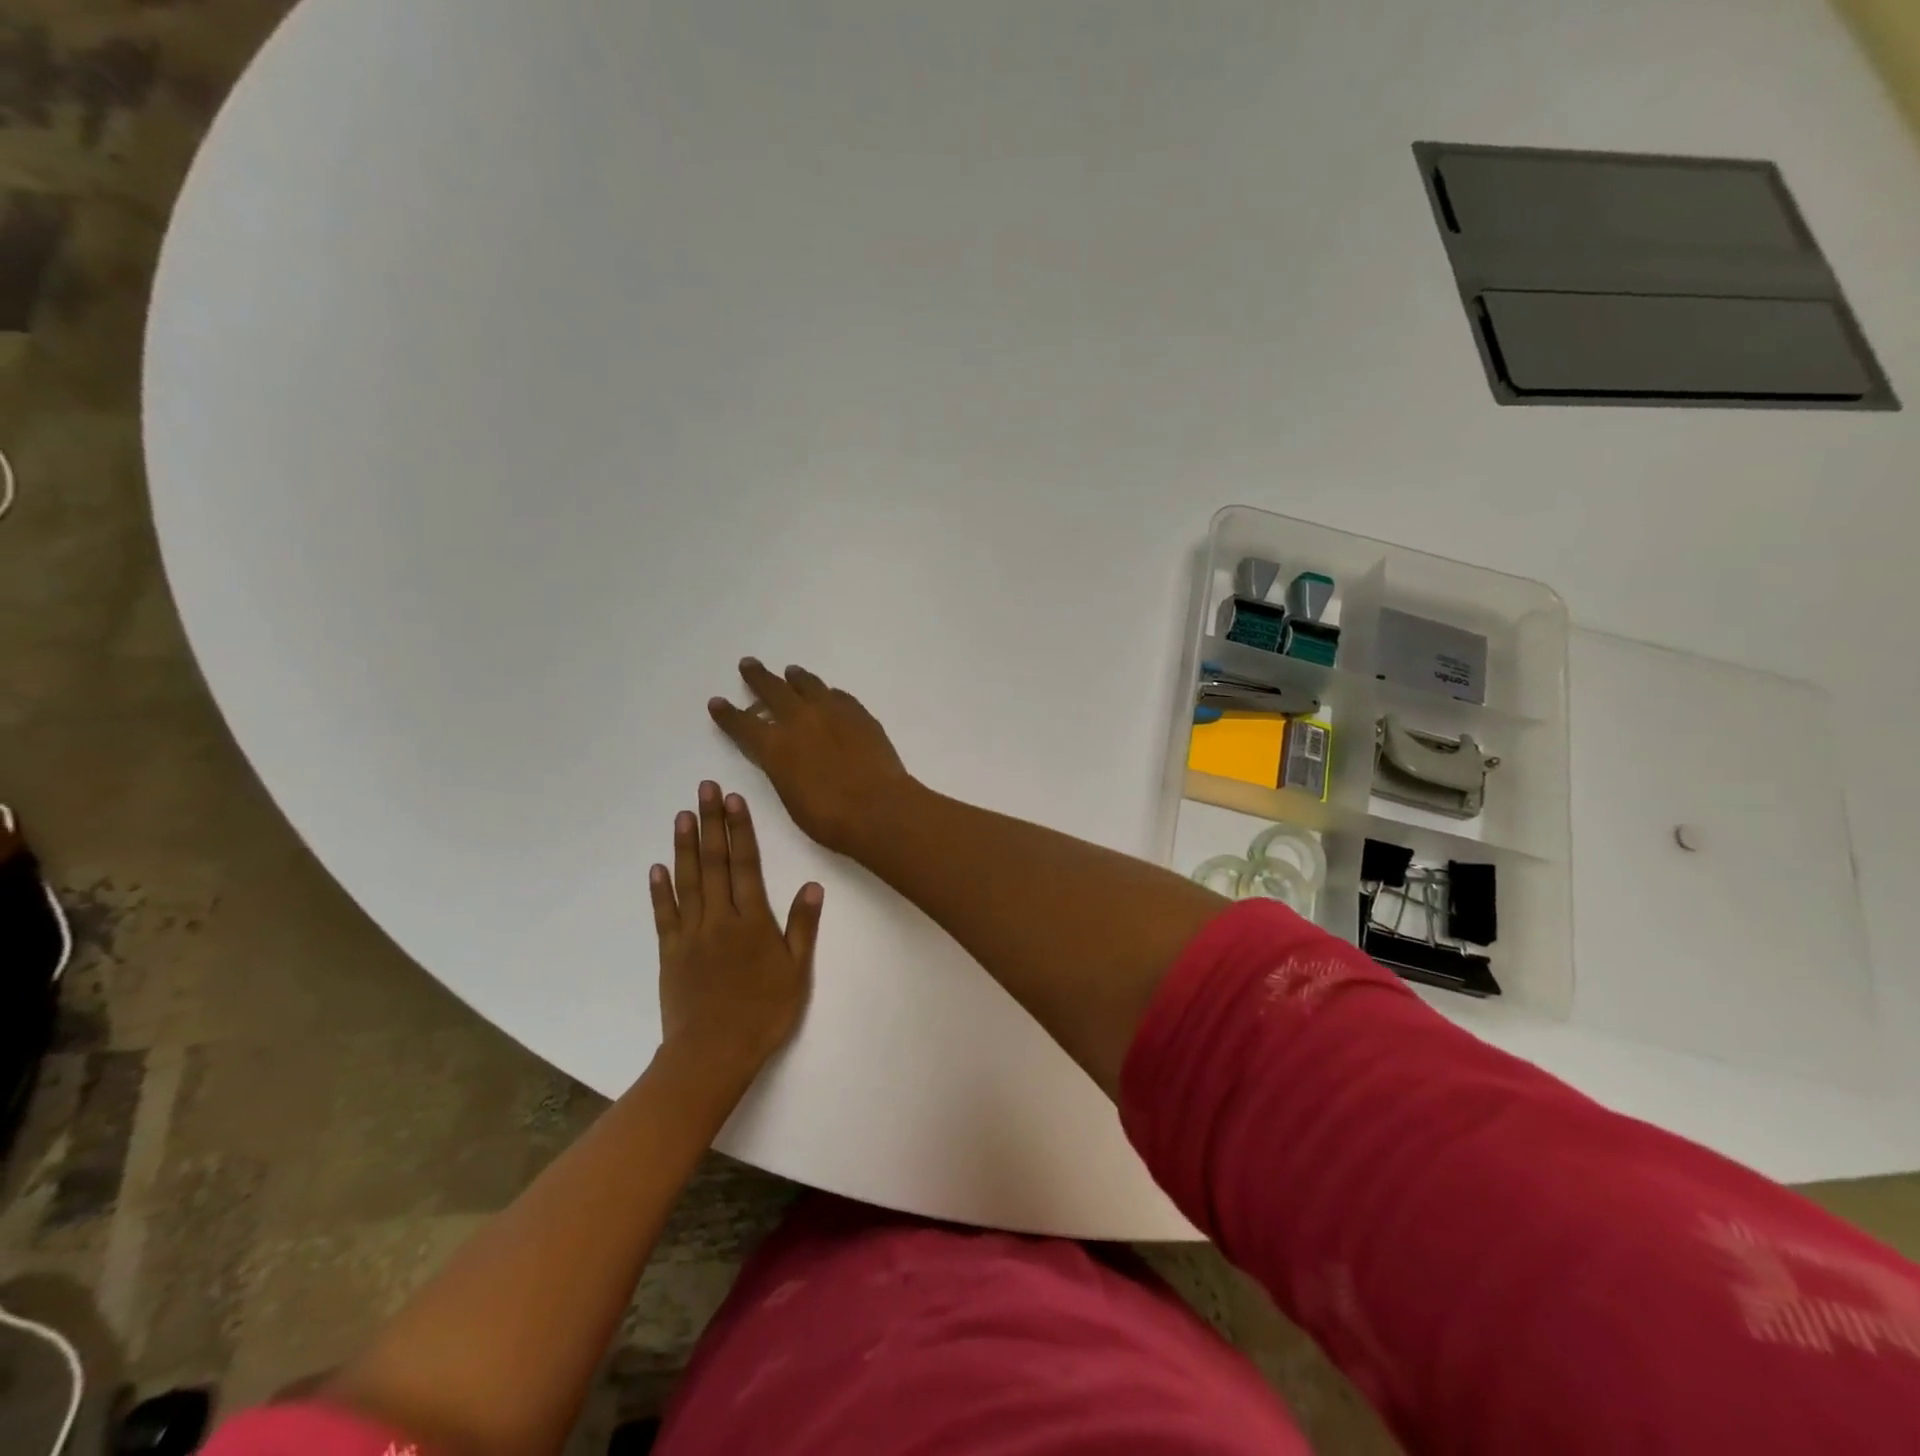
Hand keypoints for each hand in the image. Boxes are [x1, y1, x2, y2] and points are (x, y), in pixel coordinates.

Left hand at [650, 781, 821, 1074]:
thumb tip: (812, 885)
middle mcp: (720, 918)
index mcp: (752, 921)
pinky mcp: (670, 953)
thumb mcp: (797, 972)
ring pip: (688, 881)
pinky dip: (660, 890)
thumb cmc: (764, 1013)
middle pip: (715, 863)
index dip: (740, 830)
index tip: (733, 800)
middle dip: (710, 823)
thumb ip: (802, 927)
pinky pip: (665, 915)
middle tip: (704, 789)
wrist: (713, 1053)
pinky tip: (658, 867)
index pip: (746, 865)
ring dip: (685, 846)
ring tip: (682, 815)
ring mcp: (691, 934)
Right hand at [708, 659, 916, 855]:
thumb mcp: (790, 796)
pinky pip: (838, 696)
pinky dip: (827, 693)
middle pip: (773, 690)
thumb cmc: (829, 817)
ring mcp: (832, 712)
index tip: (717, 702)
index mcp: (775, 746)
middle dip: (758, 677)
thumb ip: (782, 768)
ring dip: (795, 678)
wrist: (878, 807)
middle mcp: (799, 720)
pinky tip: (828, 694)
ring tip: (791, 672)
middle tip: (749, 664)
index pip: (742, 724)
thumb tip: (783, 753)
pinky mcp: (859, 714)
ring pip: (808, 685)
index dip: (728, 713)